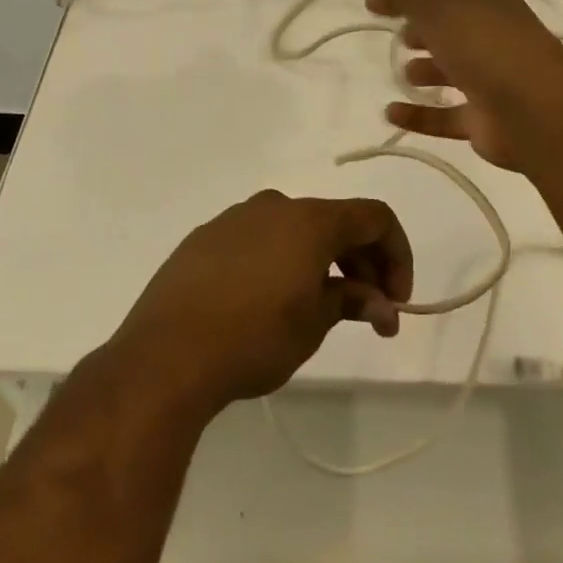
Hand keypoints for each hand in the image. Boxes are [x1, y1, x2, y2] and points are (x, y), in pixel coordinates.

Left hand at [110, 191, 412, 413]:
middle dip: (361, 264)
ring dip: (321, 262)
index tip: (396, 299)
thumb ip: (352, 301)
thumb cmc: (254, 337)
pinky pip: (258, 241)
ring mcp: (234, 219)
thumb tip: (380, 304)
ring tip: (320, 309)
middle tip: (368, 312)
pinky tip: (270, 301)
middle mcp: (274, 207)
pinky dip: (281, 262)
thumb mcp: (314, 323)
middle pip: (335, 222)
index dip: (397, 254)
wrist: (165, 355)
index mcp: (310, 220)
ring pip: (295, 230)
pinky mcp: (204, 239)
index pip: (374, 218)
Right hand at [366, 0, 562, 171]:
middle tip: (398, 35)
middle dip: (424, 31)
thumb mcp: (439, 7)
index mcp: (488, 2)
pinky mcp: (484, 121)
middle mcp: (492, 37)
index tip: (377, 2)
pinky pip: (444, 116)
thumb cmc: (485, 44)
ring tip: (401, 72)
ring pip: (451, 72)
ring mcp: (491, 80)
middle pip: (451, 30)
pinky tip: (390, 113)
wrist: (534, 109)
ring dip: (425, 71)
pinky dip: (418, 115)